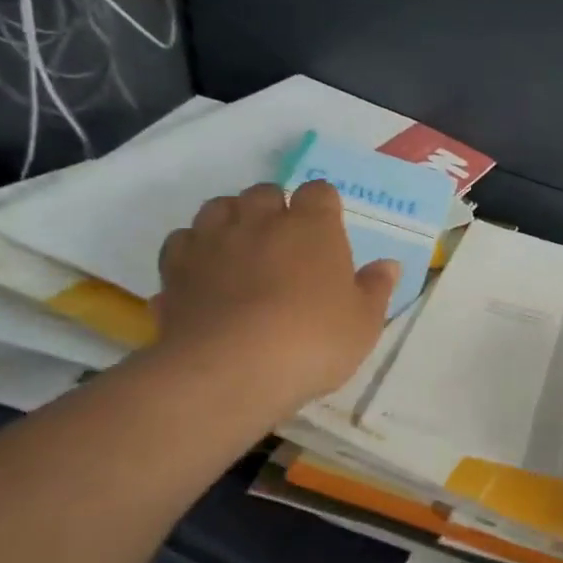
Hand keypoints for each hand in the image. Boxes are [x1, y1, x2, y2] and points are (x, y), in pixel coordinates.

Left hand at [154, 181, 397, 417]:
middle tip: (284, 238)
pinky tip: (204, 272)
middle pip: (263, 192)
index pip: (319, 191)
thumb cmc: (313, 340)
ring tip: (241, 246)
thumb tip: (388, 265)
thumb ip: (375, 289)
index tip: (328, 227)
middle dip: (273, 206)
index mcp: (312, 226)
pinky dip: (193, 250)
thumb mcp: (363, 322)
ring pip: (217, 208)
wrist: (231, 370)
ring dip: (231, 219)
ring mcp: (212, 242)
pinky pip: (181, 243)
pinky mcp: (175, 270)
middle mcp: (260, 221)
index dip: (323, 206)